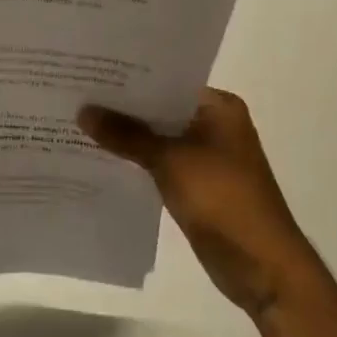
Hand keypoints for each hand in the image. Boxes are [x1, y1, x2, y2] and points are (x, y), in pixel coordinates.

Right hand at [79, 88, 304, 320]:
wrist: (262, 266)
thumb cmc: (223, 199)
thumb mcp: (171, 160)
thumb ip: (126, 135)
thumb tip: (83, 111)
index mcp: (218, 107)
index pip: (166, 81)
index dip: (128, 78)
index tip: (89, 70)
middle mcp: (213, 125)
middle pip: (159, 109)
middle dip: (121, 108)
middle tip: (74, 95)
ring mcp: (205, 157)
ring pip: (156, 138)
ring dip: (125, 136)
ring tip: (76, 122)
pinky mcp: (195, 185)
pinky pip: (157, 164)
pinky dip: (134, 161)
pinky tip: (98, 157)